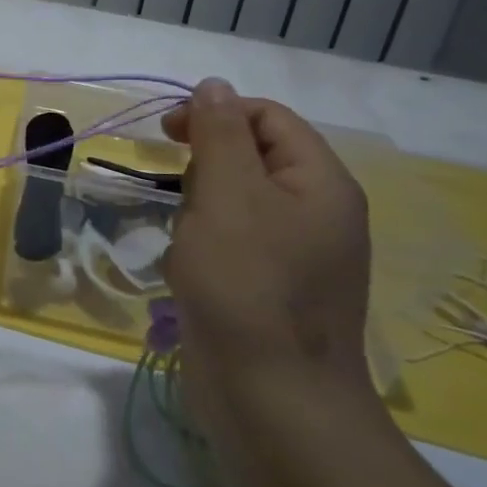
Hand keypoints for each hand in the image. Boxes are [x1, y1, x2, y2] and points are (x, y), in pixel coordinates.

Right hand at [161, 79, 372, 409]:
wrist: (272, 400)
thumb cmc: (247, 284)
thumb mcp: (228, 194)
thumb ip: (219, 132)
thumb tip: (214, 85)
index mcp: (320, 182)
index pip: (267, 117)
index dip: (215, 114)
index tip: (166, 134)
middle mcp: (316, 213)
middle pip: (251, 159)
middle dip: (205, 171)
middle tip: (183, 201)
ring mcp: (297, 255)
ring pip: (233, 204)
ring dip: (198, 214)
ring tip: (187, 246)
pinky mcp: (272, 289)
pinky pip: (232, 245)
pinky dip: (203, 249)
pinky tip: (189, 275)